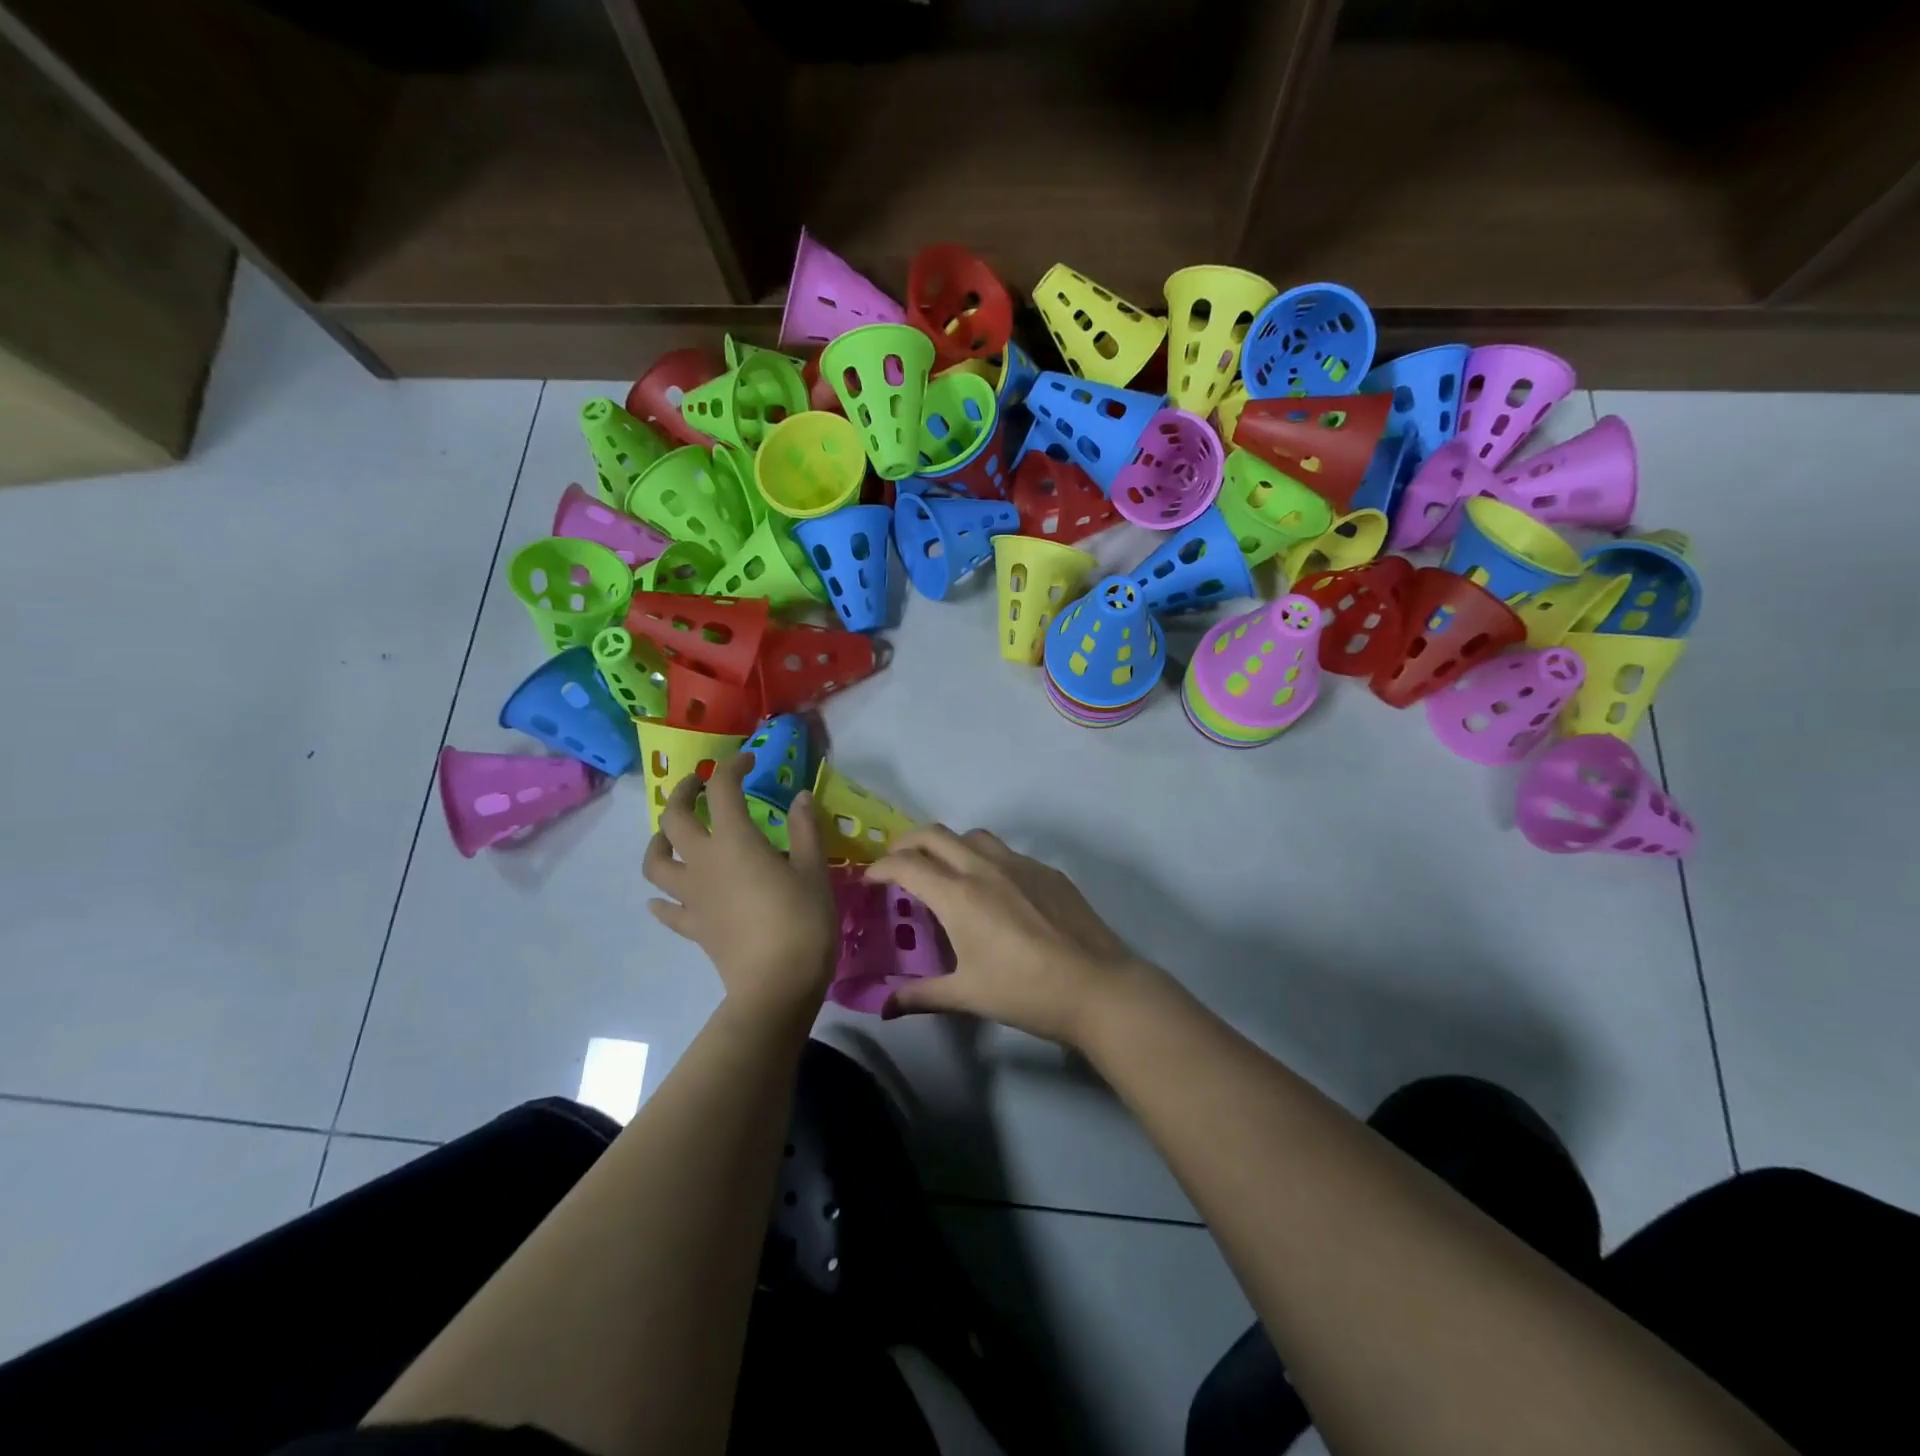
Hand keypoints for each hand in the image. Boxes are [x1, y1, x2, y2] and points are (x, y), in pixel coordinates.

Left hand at [643, 754, 835, 1018]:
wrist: (777, 986)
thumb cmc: (803, 921)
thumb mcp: (814, 870)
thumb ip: (806, 829)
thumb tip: (801, 795)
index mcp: (735, 841)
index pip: (722, 790)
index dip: (732, 767)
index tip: (749, 760)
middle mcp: (704, 862)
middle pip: (673, 819)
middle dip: (682, 793)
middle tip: (697, 786)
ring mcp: (692, 896)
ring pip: (656, 862)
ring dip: (659, 841)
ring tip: (672, 835)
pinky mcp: (693, 927)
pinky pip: (666, 909)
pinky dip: (662, 898)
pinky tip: (665, 896)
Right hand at [866, 827, 1160, 1044]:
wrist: (1097, 986)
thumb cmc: (1025, 991)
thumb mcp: (967, 995)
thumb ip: (921, 996)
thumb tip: (884, 1007)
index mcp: (959, 895)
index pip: (906, 865)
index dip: (880, 868)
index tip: (870, 880)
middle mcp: (985, 868)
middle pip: (934, 835)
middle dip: (907, 843)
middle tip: (898, 865)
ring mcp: (1020, 864)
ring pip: (973, 836)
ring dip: (948, 845)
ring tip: (944, 871)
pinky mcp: (1047, 870)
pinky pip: (1006, 852)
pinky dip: (986, 860)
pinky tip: (995, 891)